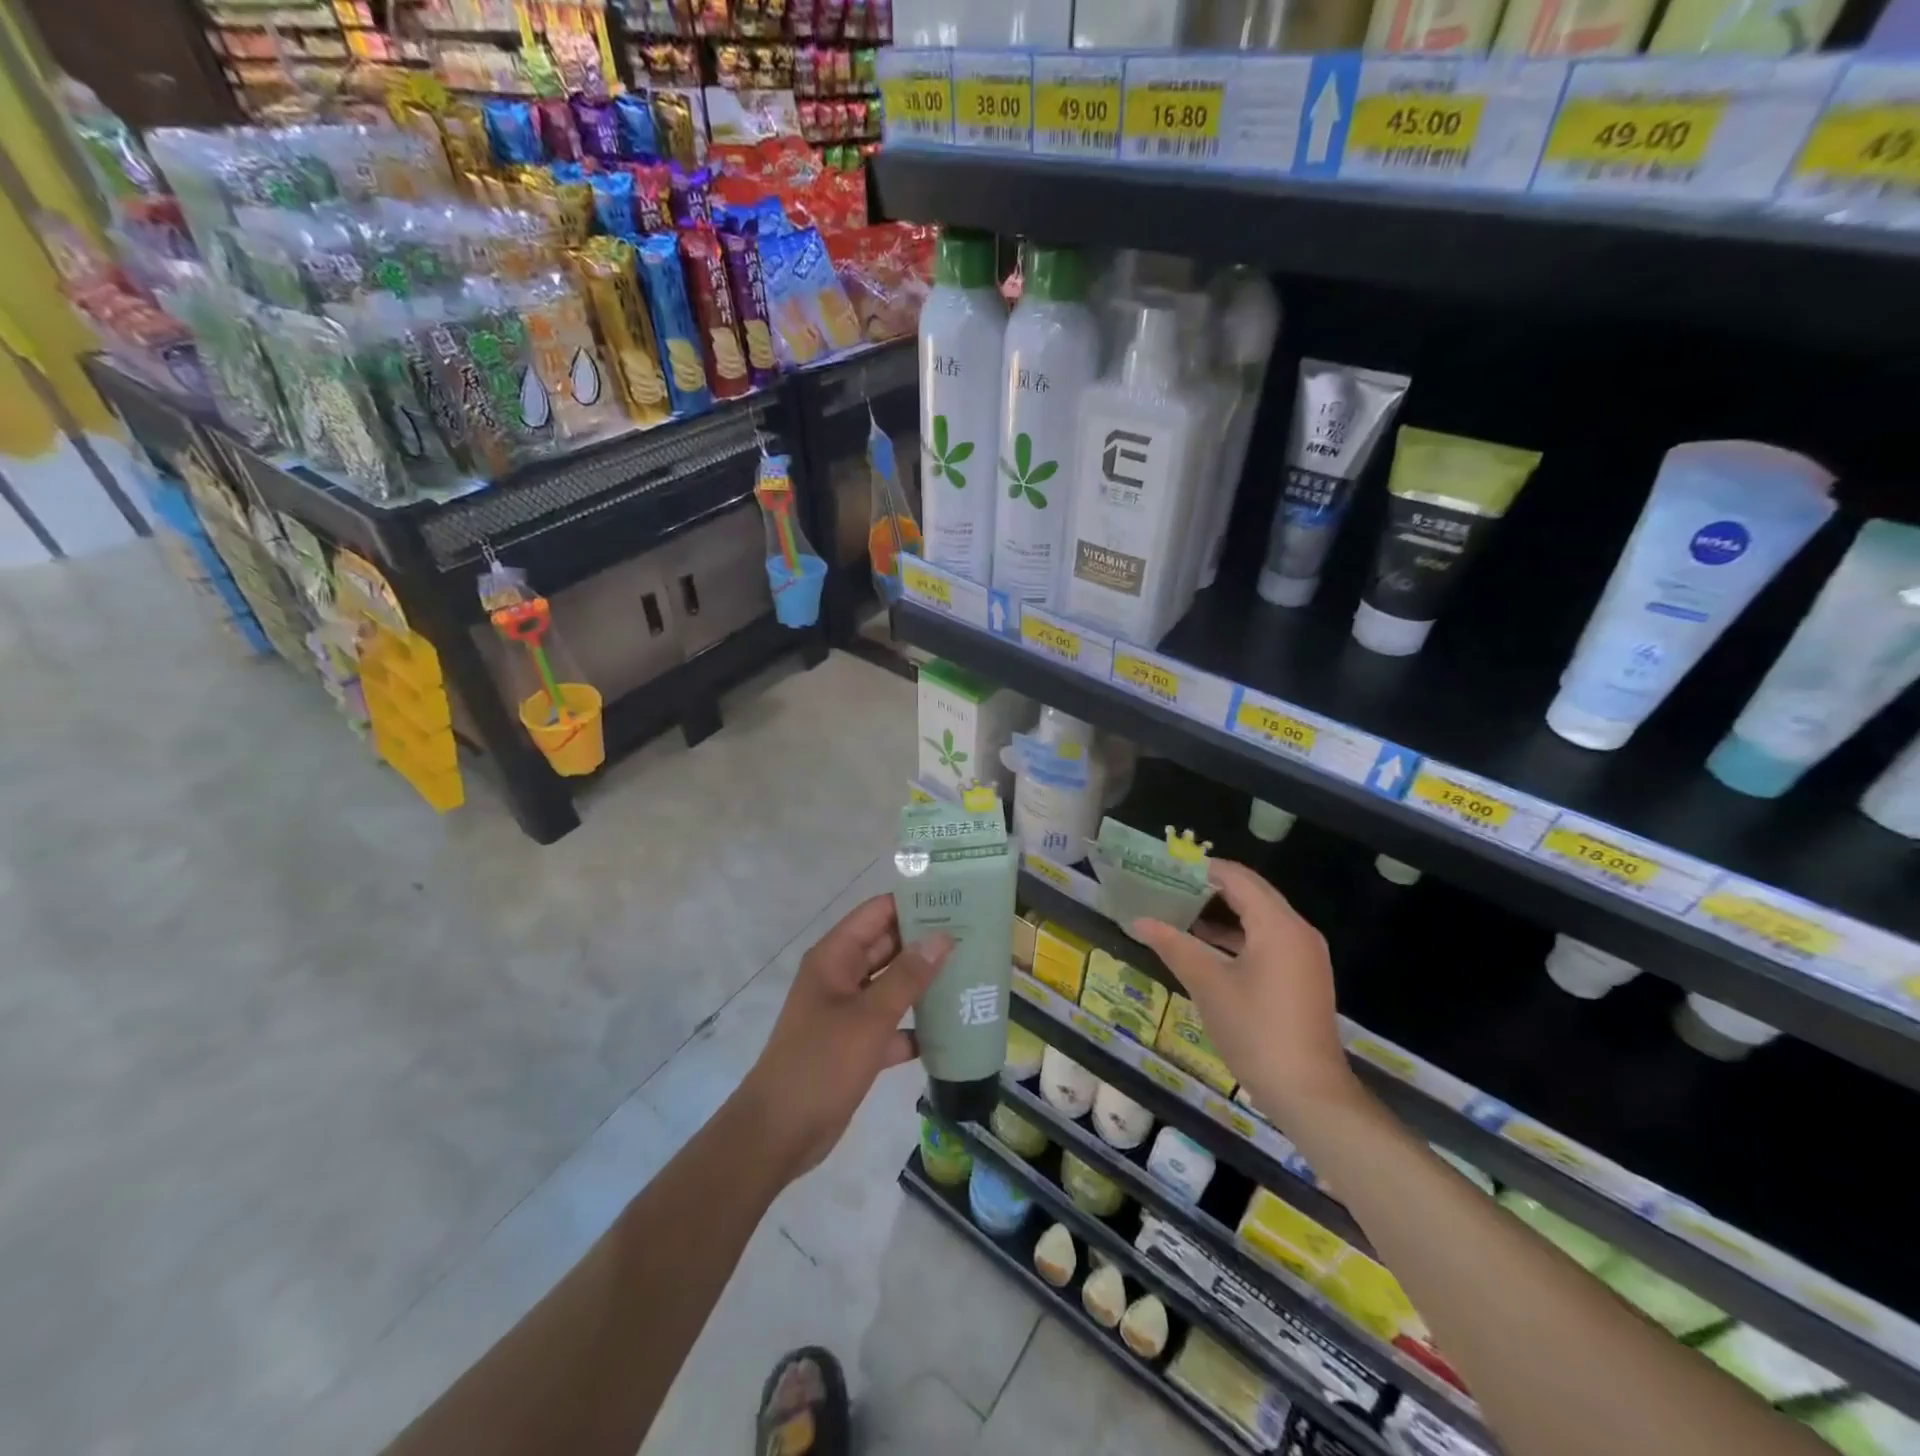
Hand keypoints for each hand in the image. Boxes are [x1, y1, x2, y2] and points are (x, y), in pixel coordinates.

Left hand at [739, 894, 951, 1182]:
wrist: (779, 1133)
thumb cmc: (821, 1064)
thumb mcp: (869, 1017)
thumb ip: (907, 976)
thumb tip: (942, 936)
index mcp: (835, 957)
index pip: (877, 913)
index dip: (914, 903)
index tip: (956, 899)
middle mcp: (841, 976)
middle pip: (888, 946)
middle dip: (926, 941)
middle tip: (975, 935)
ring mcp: (848, 1011)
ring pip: (893, 985)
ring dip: (925, 982)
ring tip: (972, 973)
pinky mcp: (856, 1044)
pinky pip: (892, 1023)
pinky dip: (917, 1025)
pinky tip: (953, 1028)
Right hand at [1131, 860, 1356, 1122]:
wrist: (1308, 1093)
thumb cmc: (1255, 1031)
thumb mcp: (1208, 984)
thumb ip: (1174, 945)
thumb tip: (1139, 921)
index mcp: (1277, 925)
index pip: (1236, 877)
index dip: (1200, 868)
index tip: (1164, 867)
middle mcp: (1297, 931)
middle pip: (1250, 892)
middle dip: (1208, 887)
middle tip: (1167, 885)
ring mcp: (1303, 954)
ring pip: (1259, 916)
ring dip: (1222, 911)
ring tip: (1178, 910)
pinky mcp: (1302, 975)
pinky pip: (1267, 938)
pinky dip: (1237, 934)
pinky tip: (1205, 945)